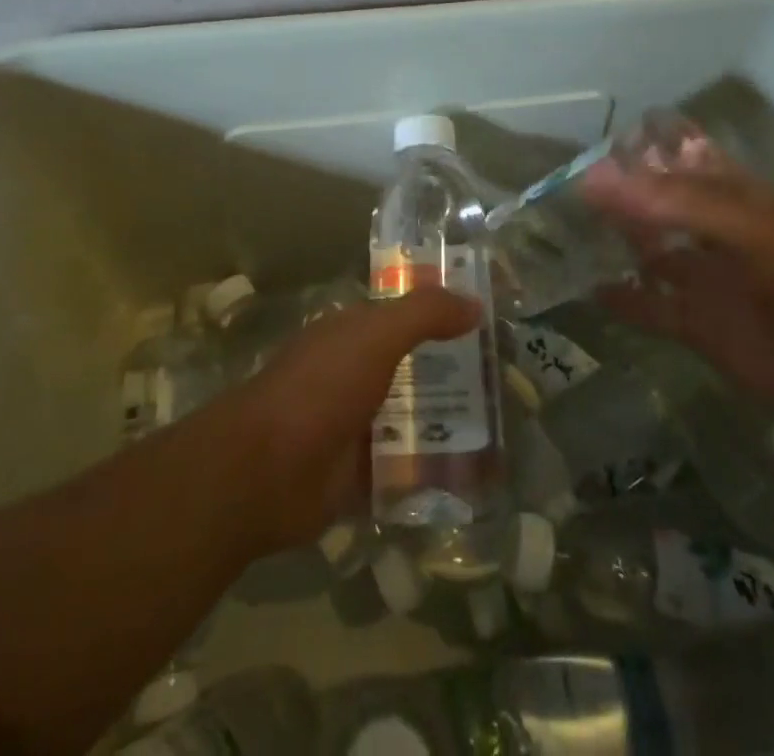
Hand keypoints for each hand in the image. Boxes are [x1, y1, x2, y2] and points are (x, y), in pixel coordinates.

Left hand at [225, 288, 480, 553]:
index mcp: (352, 332)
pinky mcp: (358, 472)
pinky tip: (475, 471)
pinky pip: (405, 464)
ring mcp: (355, 423)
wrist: (265, 472)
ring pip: (411, 413)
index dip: (444, 312)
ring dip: (448, 418)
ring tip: (503, 424)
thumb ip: (424, 315)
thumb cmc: (320, 388)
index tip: (492, 320)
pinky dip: (432, 467)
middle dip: (454, 369)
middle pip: (413, 364)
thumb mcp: (375, 336)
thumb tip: (475, 302)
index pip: (406, 314)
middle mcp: (354, 372)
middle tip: (508, 377)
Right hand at [582, 154, 773, 435]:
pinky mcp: (698, 326)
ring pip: (648, 253)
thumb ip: (670, 202)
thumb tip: (593, 177)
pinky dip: (622, 299)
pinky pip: (650, 307)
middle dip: (612, 195)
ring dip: (612, 243)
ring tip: (559, 232)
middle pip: (652, 205)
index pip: (673, 158)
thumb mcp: (743, 228)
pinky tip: (587, 289)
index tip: (583, 142)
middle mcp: (710, 231)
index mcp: (728, 195)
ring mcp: (703, 279)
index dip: (635, 148)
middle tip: (555, 188)